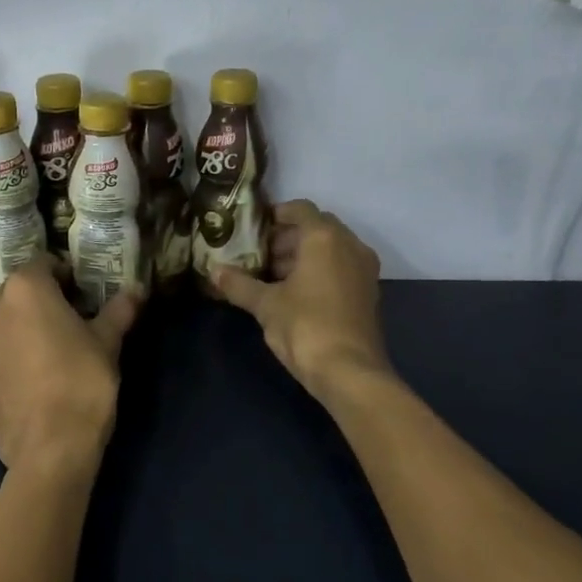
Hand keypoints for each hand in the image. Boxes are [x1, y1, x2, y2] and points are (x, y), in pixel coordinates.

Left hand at [0, 258, 141, 480]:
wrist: (49, 448)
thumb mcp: (107, 342)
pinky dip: (10, 356)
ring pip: (3, 324)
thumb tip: (137, 289)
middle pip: (18, 293)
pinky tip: (32, 378)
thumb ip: (118, 310)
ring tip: (49, 353)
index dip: (65, 276)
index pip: (44, 264)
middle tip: (69, 321)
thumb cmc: (82, 382)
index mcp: (24, 289)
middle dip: (41, 301)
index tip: (82, 294)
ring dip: (22, 329)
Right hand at [211, 200, 389, 398]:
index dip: (275, 214)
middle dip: (286, 238)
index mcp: (325, 238)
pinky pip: (340, 268)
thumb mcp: (265, 305)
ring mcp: (364, 270)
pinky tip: (293, 293)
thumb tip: (214, 271)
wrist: (350, 373)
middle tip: (257, 254)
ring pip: (330, 249)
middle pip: (316, 228)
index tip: (253, 228)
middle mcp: (350, 245)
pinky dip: (319, 271)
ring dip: (302, 256)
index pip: (300, 208)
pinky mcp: (368, 293)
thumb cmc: (305, 327)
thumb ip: (239, 284)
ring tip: (271, 276)